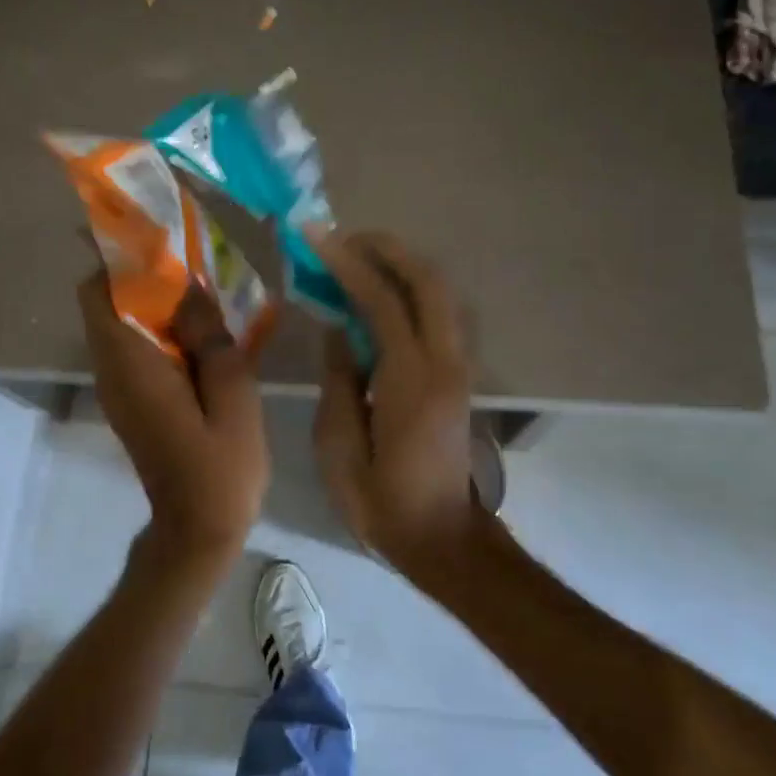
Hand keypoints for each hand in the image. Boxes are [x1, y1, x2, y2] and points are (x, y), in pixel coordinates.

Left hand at [77, 273, 267, 565]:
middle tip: (194, 261)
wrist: (198, 530)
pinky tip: (204, 331)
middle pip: (106, 301)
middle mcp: (112, 369)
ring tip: (205, 290)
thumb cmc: (220, 467)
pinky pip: (135, 345)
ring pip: (121, 321)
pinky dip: (160, 327)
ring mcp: (118, 386)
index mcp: (131, 364)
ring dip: (155, 299)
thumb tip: (190, 287)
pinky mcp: (131, 398)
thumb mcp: (232, 395)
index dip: (120, 258)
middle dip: (143, 273)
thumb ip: (211, 336)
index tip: (161, 240)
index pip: (98, 292)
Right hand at [308, 230, 481, 575]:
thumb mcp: (338, 446)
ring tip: (359, 256)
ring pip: (442, 293)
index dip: (348, 263)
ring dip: (403, 265)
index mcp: (410, 380)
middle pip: (428, 281)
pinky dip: (412, 289)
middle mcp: (444, 362)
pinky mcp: (460, 375)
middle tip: (342, 238)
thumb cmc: (380, 501)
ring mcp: (459, 367)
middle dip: (387, 249)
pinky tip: (381, 292)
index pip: (383, 301)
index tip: (316, 237)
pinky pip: (440, 313)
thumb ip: (338, 379)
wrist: (441, 538)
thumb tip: (338, 328)